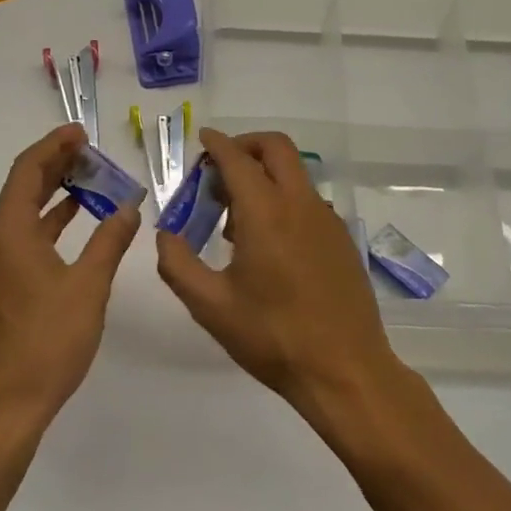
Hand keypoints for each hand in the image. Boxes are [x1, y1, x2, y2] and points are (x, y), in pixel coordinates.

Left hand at [0, 124, 140, 434]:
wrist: (4, 407)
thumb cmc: (47, 342)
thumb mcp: (89, 288)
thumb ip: (110, 241)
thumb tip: (129, 207)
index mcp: (9, 232)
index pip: (28, 170)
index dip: (54, 146)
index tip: (81, 133)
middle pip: (22, 187)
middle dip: (56, 165)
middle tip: (91, 152)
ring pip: (22, 213)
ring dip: (53, 194)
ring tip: (89, 179)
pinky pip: (21, 236)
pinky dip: (48, 222)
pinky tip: (73, 221)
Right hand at [156, 129, 402, 418]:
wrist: (345, 370)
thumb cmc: (273, 337)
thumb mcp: (211, 306)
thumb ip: (178, 265)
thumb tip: (165, 235)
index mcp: (266, 212)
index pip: (237, 159)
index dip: (217, 144)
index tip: (202, 140)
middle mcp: (300, 204)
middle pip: (276, 148)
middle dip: (246, 145)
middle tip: (220, 170)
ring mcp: (326, 220)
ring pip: (294, 174)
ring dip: (265, 175)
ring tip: (236, 218)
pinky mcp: (342, 239)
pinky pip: (308, 201)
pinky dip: (284, 199)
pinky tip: (269, 243)